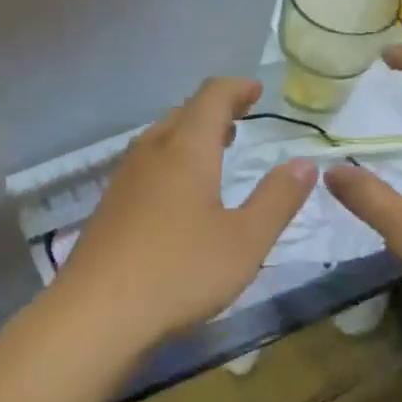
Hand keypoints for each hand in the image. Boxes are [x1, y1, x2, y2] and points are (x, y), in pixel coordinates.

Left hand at [48, 78, 318, 348]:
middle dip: (214, 110)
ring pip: (160, 138)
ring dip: (190, 134)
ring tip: (215, 147)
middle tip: (240, 118)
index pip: (211, 97)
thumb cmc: (180, 271)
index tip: (256, 91)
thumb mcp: (245, 240)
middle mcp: (151, 153)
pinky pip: (146, 164)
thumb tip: (304, 163)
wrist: (97, 313)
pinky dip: (171, 159)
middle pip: (183, 113)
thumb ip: (277, 199)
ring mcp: (124, 179)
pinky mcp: (110, 206)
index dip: (236, 89)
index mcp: (186, 150)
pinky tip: (178, 192)